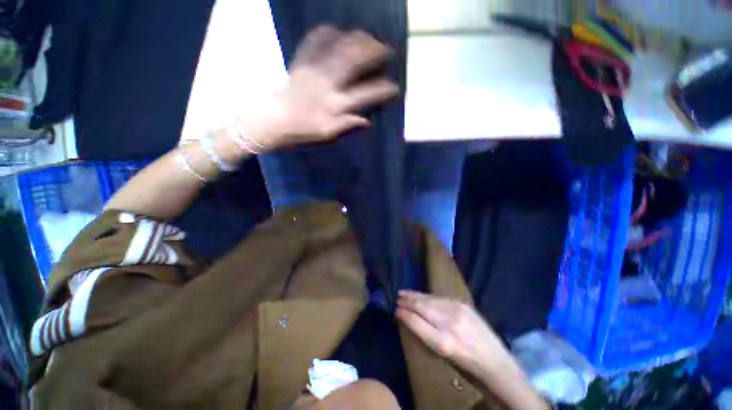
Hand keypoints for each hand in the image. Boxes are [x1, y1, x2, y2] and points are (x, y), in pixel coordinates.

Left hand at [243, 26, 398, 150]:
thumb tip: (367, 121)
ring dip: (355, 39)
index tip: (395, 88)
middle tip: (386, 49)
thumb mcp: (327, 134)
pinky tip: (336, 29)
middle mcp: (326, 84)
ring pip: (337, 48)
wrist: (272, 121)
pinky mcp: (300, 62)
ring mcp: (312, 70)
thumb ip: (347, 125)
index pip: (364, 95)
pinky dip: (326, 32)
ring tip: (368, 35)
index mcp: (334, 105)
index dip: (382, 90)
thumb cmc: (302, 131)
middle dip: (373, 53)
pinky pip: (313, 42)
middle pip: (353, 63)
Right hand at [396, 291, 511, 382]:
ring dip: (415, 295)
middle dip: (408, 301)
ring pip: (430, 299)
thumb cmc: (465, 362)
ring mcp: (458, 310)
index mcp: (443, 341)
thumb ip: (423, 333)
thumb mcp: (441, 353)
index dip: (405, 313)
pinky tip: (422, 295)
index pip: (417, 321)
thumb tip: (406, 317)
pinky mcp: (463, 304)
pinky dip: (427, 296)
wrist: (494, 360)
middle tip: (397, 297)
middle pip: (422, 307)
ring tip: (405, 293)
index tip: (395, 309)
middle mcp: (449, 323)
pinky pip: (439, 298)